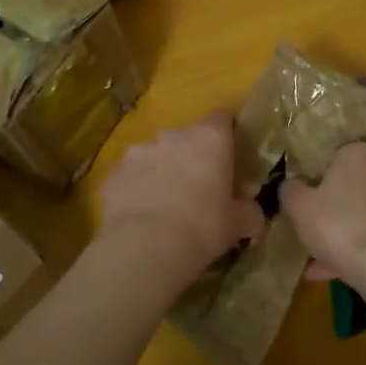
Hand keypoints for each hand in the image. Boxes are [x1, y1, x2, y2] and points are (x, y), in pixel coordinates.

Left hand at [100, 110, 265, 277]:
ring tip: (163, 205)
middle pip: (185, 138)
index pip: (221, 117)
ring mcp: (138, 150)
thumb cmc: (202, 228)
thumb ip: (249, 211)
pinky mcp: (113, 172)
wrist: (145, 246)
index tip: (228, 155)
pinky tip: (139, 215)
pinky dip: (135, 188)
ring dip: (160, 171)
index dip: (225, 134)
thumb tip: (252, 211)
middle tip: (196, 189)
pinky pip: (130, 176)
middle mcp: (172, 135)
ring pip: (154, 155)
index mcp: (209, 139)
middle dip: (190, 157)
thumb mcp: (238, 224)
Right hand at [280, 141, 365, 291]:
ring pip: (363, 212)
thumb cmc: (337, 224)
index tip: (303, 200)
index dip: (315, 179)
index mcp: (359, 152)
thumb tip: (291, 184)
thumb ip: (290, 189)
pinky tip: (338, 271)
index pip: (333, 156)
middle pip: (351, 185)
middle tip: (310, 229)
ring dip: (344, 231)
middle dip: (331, 207)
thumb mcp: (298, 205)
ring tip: (319, 262)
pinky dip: (360, 246)